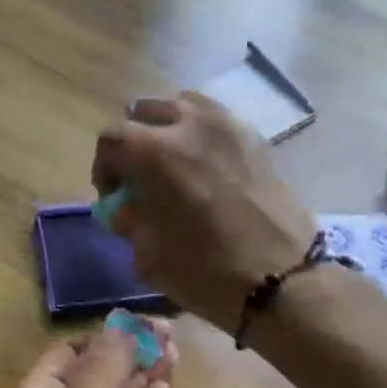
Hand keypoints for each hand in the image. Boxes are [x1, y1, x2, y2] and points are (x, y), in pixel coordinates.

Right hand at [93, 94, 318, 328]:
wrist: (282, 280)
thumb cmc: (207, 273)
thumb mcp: (150, 257)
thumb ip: (130, 223)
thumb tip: (124, 207)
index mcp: (156, 152)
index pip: (111, 139)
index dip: (104, 167)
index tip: (113, 195)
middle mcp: (190, 124)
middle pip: (146, 112)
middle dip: (134, 142)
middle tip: (140, 177)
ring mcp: (229, 126)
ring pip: (184, 107)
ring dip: (169, 130)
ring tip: (174, 166)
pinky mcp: (256, 138)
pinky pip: (217, 121)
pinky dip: (201, 136)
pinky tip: (207, 169)